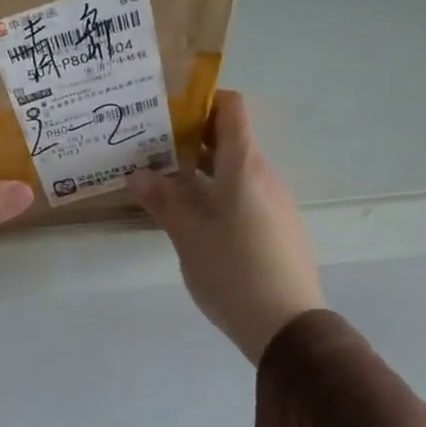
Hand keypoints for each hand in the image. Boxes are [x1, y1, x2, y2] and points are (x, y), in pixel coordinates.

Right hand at [127, 91, 324, 362]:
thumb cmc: (233, 272)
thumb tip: (138, 174)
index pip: (232, 108)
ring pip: (236, 172)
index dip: (203, 100)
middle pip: (231, 140)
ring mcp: (276, 204)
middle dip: (192, 139)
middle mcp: (265, 177)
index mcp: (244, 168)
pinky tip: (195, 220)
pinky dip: (219, 194)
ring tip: (165, 185)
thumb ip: (163, 201)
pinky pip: (246, 196)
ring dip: (203, 171)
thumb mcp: (188, 236)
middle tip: (152, 149)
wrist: (287, 326)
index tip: (169, 111)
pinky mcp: (279, 229)